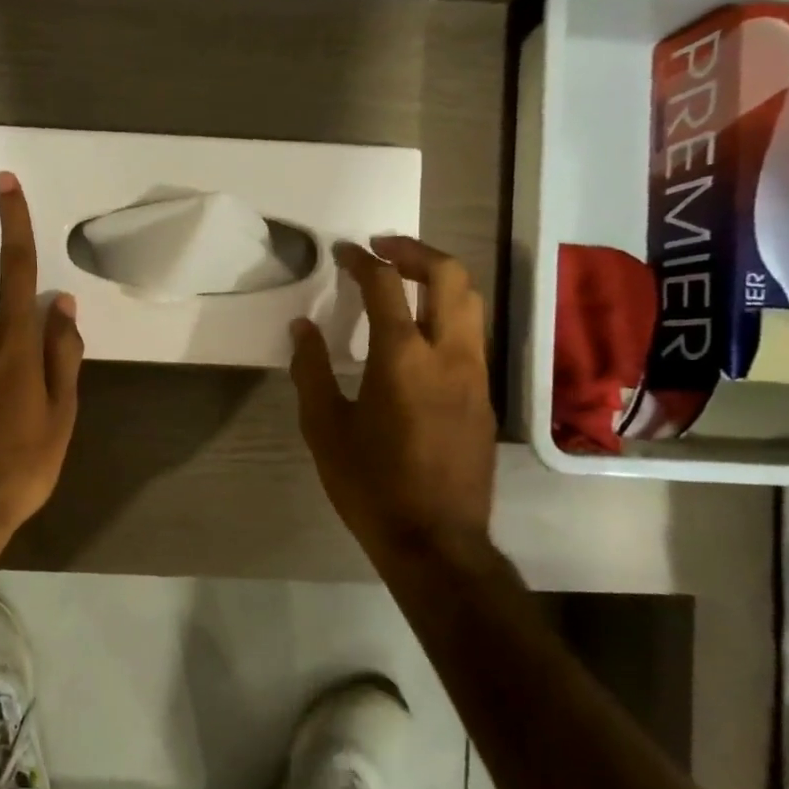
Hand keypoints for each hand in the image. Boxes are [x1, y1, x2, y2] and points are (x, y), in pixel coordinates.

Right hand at [290, 237, 496, 574]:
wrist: (435, 540)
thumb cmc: (370, 484)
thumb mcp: (324, 428)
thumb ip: (311, 370)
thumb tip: (303, 326)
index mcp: (402, 357)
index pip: (385, 286)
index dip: (363, 260)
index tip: (344, 251)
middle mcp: (448, 354)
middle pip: (450, 276)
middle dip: (416, 251)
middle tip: (384, 248)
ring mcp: (475, 374)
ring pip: (470, 303)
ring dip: (439, 279)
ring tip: (405, 280)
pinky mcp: (485, 397)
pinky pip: (471, 336)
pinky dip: (448, 314)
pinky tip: (420, 335)